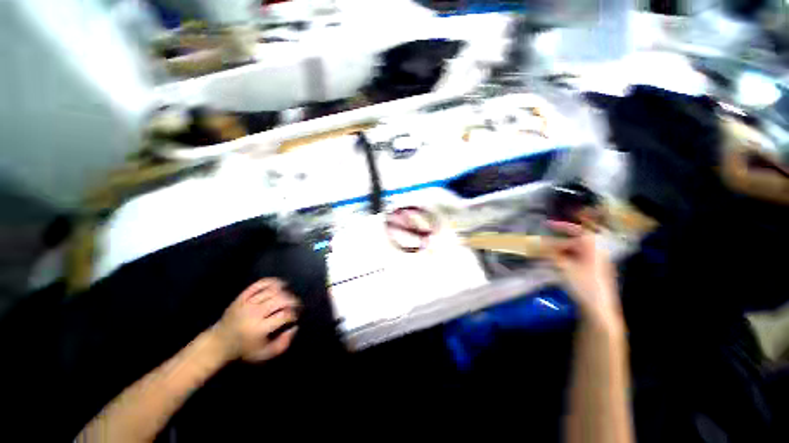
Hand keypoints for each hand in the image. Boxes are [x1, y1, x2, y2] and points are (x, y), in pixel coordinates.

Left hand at [212, 278, 299, 362]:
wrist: (219, 342)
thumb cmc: (245, 349)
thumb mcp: (264, 354)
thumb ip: (282, 344)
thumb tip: (294, 328)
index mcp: (259, 329)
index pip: (283, 316)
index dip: (293, 314)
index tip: (296, 316)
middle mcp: (253, 314)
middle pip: (280, 300)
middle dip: (292, 301)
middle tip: (296, 304)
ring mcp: (247, 303)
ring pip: (272, 291)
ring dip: (285, 292)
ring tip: (289, 297)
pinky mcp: (242, 297)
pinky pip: (259, 284)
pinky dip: (272, 282)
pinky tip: (280, 285)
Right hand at [545, 221, 620, 324]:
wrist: (599, 308)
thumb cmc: (584, 285)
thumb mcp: (564, 267)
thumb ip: (550, 254)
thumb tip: (536, 244)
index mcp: (592, 248)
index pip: (577, 230)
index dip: (562, 226)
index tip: (546, 225)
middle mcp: (595, 253)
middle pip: (573, 242)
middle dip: (555, 242)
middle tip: (540, 245)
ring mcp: (594, 264)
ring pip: (573, 252)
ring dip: (558, 251)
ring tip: (543, 254)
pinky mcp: (591, 273)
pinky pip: (575, 260)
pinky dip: (563, 259)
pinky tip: (554, 264)